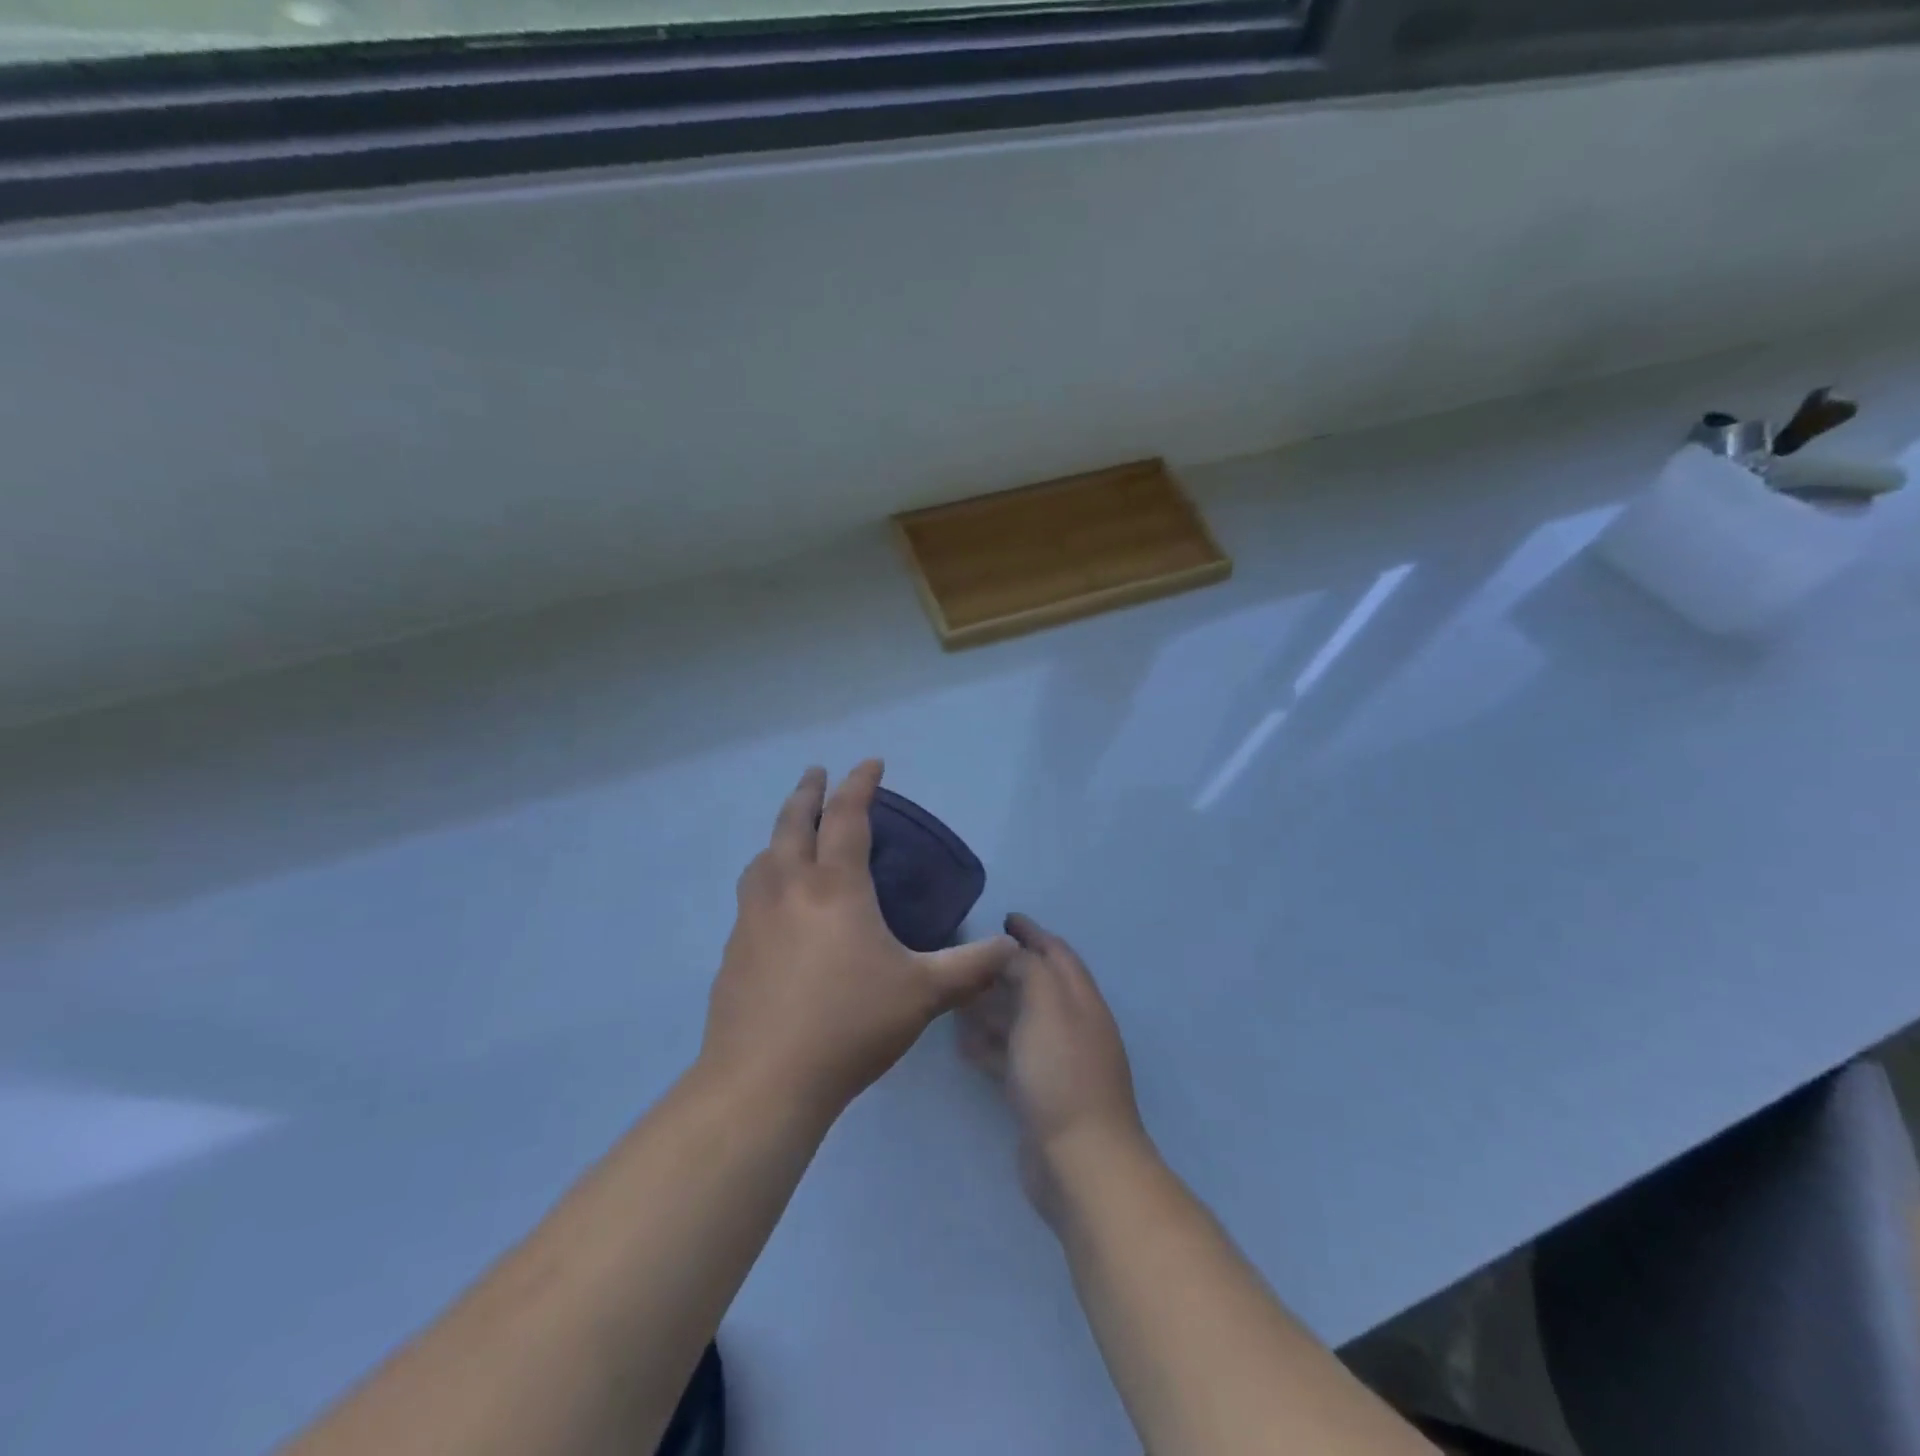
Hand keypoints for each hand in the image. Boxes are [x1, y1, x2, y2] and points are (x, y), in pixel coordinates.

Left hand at [703, 761, 1016, 1117]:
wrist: (765, 1081)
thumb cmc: (850, 1025)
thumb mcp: (923, 993)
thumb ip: (970, 966)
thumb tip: (1010, 947)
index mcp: (835, 886)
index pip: (847, 816)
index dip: (860, 784)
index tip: (872, 763)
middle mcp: (788, 888)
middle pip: (793, 822)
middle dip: (808, 791)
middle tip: (817, 773)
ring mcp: (754, 917)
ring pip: (764, 856)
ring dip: (780, 833)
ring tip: (793, 835)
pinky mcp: (734, 948)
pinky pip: (751, 893)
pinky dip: (766, 875)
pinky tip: (776, 903)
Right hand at [959, 913, 1148, 1220]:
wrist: (1081, 1162)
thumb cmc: (1062, 1073)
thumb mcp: (1046, 1006)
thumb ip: (1030, 970)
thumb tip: (1014, 953)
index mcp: (1082, 1001)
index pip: (1057, 954)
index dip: (1033, 934)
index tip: (1005, 918)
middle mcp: (1074, 1027)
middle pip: (1039, 987)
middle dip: (1008, 969)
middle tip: (971, 959)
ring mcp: (1059, 1063)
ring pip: (1022, 1023)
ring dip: (994, 1007)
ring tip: (957, 998)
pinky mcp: (1041, 1095)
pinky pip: (1012, 1058)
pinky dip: (991, 1045)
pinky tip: (963, 1044)